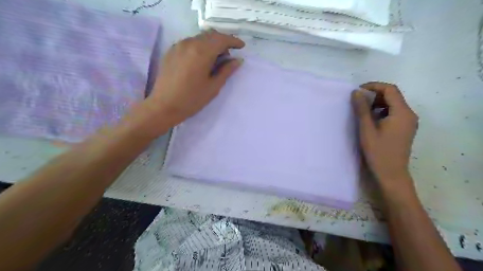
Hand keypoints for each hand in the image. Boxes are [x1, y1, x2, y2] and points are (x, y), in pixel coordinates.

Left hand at [133, 31, 245, 135]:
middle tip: (229, 56)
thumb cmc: (192, 99)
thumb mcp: (213, 87)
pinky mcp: (171, 51)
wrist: (164, 106)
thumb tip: (238, 60)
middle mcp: (189, 43)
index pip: (221, 39)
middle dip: (223, 42)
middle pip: (210, 35)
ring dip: (211, 44)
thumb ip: (226, 71)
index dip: (233, 41)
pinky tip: (201, 61)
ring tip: (215, 60)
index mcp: (202, 52)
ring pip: (199, 38)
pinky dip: (200, 46)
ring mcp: (178, 46)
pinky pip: (190, 42)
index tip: (241, 46)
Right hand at [352, 82, 419, 188]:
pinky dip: (382, 111)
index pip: (390, 90)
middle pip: (393, 96)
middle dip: (375, 94)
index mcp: (402, 113)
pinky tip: (371, 119)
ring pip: (393, 104)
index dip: (374, 86)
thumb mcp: (367, 129)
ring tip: (363, 110)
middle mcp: (409, 114)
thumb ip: (362, 109)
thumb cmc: (378, 152)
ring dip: (378, 103)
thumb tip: (356, 92)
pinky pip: (394, 113)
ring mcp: (409, 122)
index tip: (358, 90)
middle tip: (358, 101)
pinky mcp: (405, 128)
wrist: (391, 174)